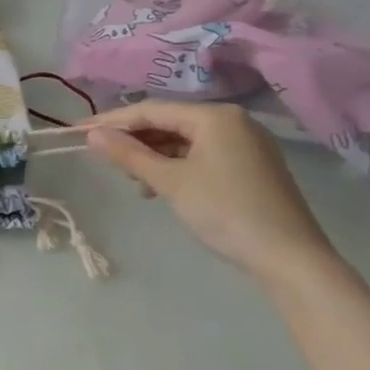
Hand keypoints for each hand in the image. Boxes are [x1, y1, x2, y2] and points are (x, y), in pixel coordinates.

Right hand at [84, 101, 339, 285]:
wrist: (290, 258)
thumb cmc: (225, 211)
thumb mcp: (169, 182)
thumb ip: (129, 155)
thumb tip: (91, 135)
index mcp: (215, 116)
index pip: (151, 110)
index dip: (112, 121)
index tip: (79, 131)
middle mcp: (233, 121)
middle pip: (169, 122)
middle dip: (135, 141)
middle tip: (104, 159)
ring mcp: (246, 144)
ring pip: (184, 141)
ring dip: (154, 157)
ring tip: (133, 181)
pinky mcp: (251, 166)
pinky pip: (202, 155)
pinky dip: (176, 167)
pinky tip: (160, 187)